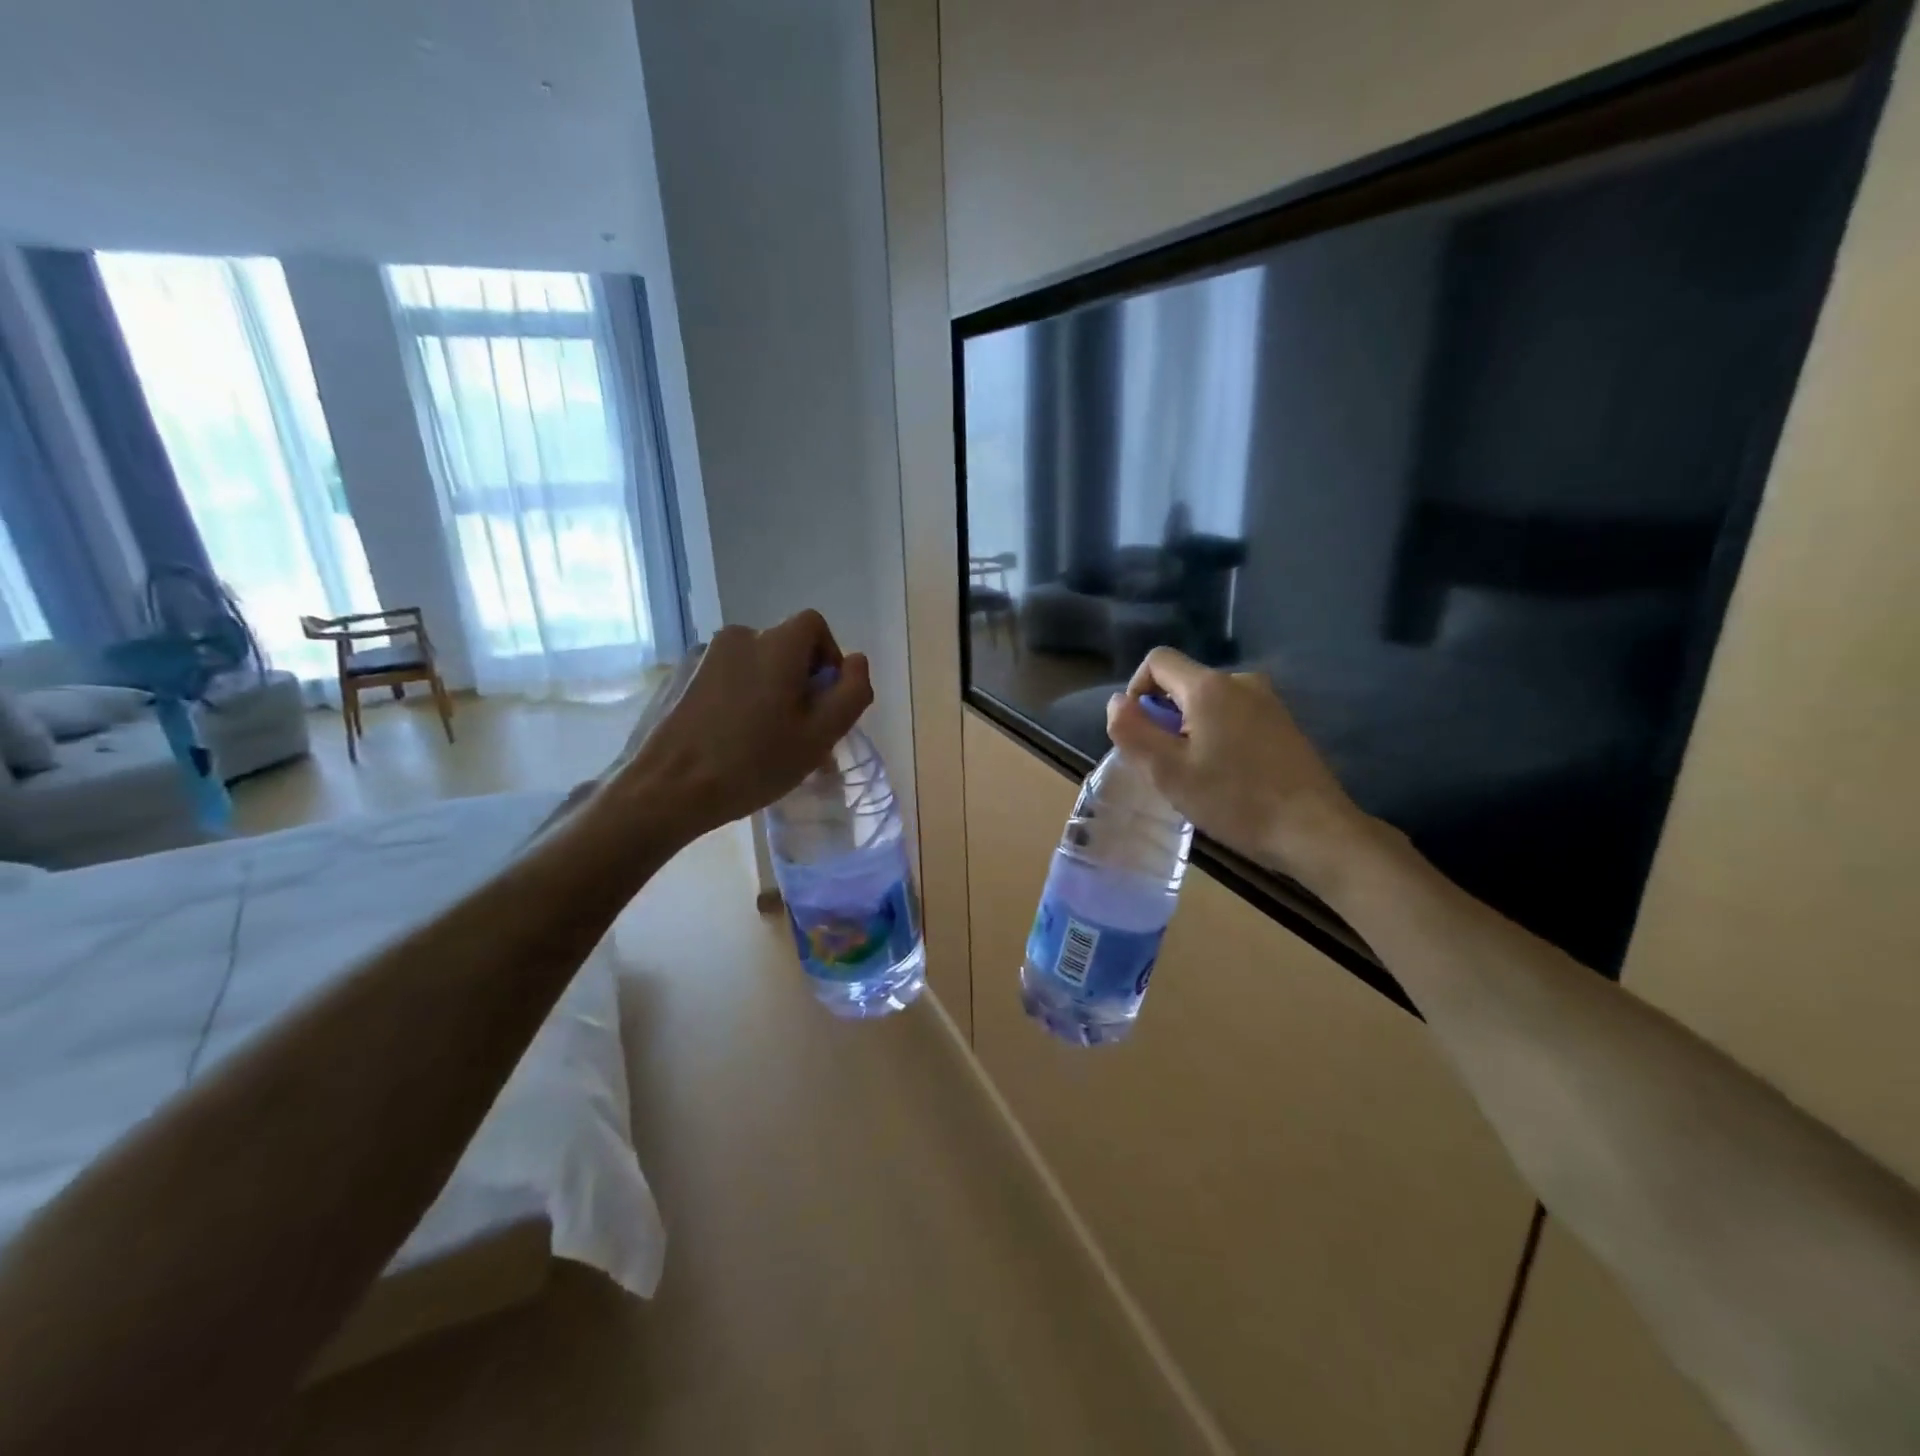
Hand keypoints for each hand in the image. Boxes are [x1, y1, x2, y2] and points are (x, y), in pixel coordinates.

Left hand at [599, 610, 872, 845]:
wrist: (668, 788)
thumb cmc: (754, 762)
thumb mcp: (820, 735)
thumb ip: (852, 692)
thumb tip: (857, 661)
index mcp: (775, 644)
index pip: (816, 627)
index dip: (829, 660)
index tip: (825, 704)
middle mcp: (739, 636)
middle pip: (786, 648)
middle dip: (801, 682)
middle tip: (800, 733)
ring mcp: (705, 656)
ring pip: (757, 666)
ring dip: (772, 693)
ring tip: (768, 741)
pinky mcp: (683, 677)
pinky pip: (729, 679)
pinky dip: (742, 700)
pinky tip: (734, 740)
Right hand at [1105, 648, 1383, 894]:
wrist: (1315, 831)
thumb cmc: (1234, 800)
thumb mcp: (1168, 771)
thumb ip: (1132, 731)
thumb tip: (1116, 702)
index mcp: (1209, 687)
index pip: (1158, 660)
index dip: (1136, 690)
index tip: (1138, 732)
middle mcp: (1241, 682)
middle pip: (1184, 683)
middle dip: (1164, 716)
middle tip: (1166, 764)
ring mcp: (1268, 701)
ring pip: (1210, 702)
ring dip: (1191, 729)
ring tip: (1197, 774)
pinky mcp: (1284, 724)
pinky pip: (1235, 716)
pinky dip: (1218, 736)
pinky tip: (1228, 776)